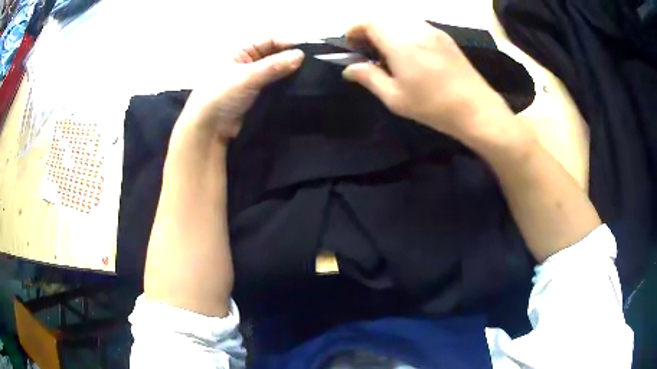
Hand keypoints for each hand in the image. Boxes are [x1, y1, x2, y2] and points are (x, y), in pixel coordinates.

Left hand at [174, 38, 304, 142]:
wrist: (208, 129)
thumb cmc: (220, 96)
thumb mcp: (246, 77)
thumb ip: (274, 66)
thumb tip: (300, 55)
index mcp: (240, 51)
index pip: (268, 40)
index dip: (286, 43)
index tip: (305, 51)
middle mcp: (248, 62)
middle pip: (274, 55)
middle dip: (290, 58)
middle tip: (310, 65)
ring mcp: (253, 80)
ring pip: (276, 71)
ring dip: (289, 73)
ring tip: (308, 77)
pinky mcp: (258, 96)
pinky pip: (275, 87)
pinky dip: (285, 86)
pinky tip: (297, 89)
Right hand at [342, 21, 527, 148]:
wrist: (476, 109)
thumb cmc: (433, 106)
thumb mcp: (395, 98)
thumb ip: (369, 78)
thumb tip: (349, 69)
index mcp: (400, 42)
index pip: (369, 22)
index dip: (355, 30)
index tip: (351, 46)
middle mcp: (415, 29)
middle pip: (384, 17)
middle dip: (369, 29)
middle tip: (367, 50)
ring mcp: (432, 31)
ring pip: (401, 20)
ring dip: (387, 29)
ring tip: (387, 52)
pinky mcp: (444, 37)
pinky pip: (416, 25)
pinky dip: (404, 31)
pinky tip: (409, 52)